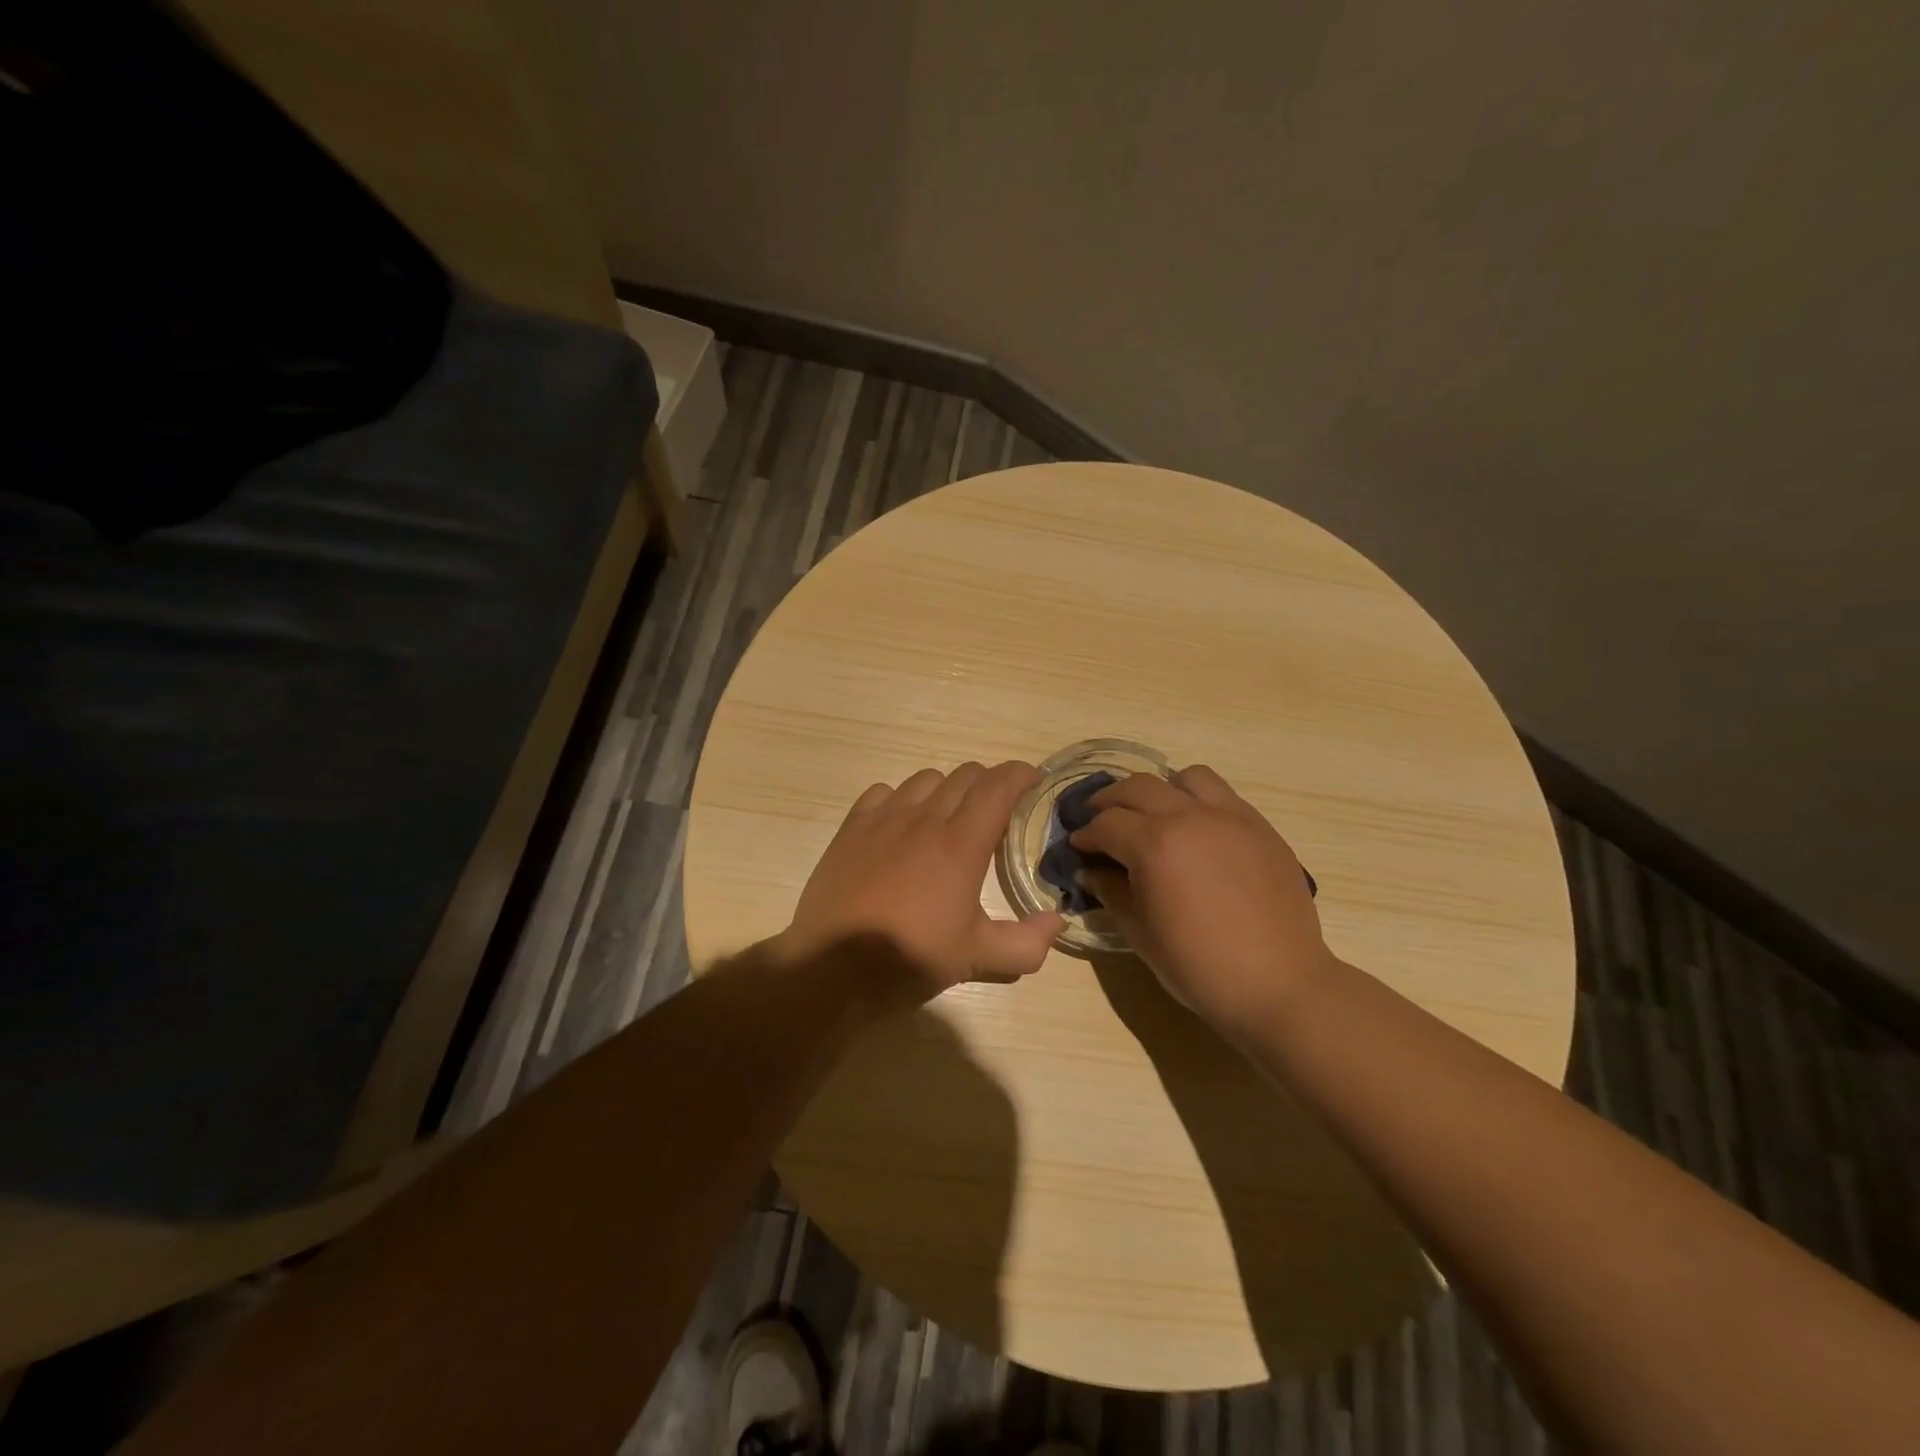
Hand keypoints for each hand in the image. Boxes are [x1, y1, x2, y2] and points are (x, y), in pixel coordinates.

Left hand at [775, 761, 1064, 1009]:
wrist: (833, 967)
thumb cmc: (910, 957)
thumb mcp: (976, 958)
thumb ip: (1026, 942)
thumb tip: (1057, 921)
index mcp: (961, 844)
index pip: (998, 786)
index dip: (1021, 774)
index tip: (1034, 782)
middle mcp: (925, 819)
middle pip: (965, 775)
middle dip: (989, 784)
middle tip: (996, 813)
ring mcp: (884, 818)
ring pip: (927, 779)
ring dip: (947, 790)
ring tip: (948, 818)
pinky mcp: (852, 827)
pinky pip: (884, 792)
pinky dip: (902, 799)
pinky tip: (902, 826)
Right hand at [1071, 765, 1332, 1036]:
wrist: (1279, 985)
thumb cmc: (1200, 967)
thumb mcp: (1141, 934)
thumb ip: (1112, 892)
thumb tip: (1091, 871)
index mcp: (1155, 845)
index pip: (1107, 823)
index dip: (1086, 834)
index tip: (1078, 846)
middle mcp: (1190, 818)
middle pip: (1138, 787)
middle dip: (1110, 801)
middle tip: (1100, 820)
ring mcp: (1230, 817)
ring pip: (1186, 778)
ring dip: (1160, 790)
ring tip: (1155, 815)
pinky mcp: (1260, 827)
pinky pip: (1222, 795)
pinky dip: (1198, 801)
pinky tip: (1196, 831)